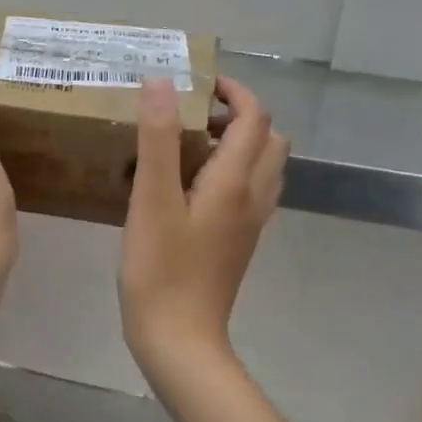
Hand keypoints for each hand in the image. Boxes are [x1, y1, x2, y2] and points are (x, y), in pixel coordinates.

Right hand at [120, 75, 287, 374]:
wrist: (180, 340)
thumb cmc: (160, 270)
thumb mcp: (151, 200)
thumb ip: (158, 138)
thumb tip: (161, 81)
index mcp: (235, 181)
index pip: (254, 117)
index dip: (234, 91)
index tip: (199, 84)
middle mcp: (254, 198)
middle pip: (270, 140)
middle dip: (241, 117)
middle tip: (195, 117)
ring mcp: (250, 225)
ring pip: (264, 168)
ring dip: (240, 145)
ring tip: (193, 148)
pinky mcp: (239, 245)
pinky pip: (251, 194)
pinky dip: (234, 174)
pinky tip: (194, 189)